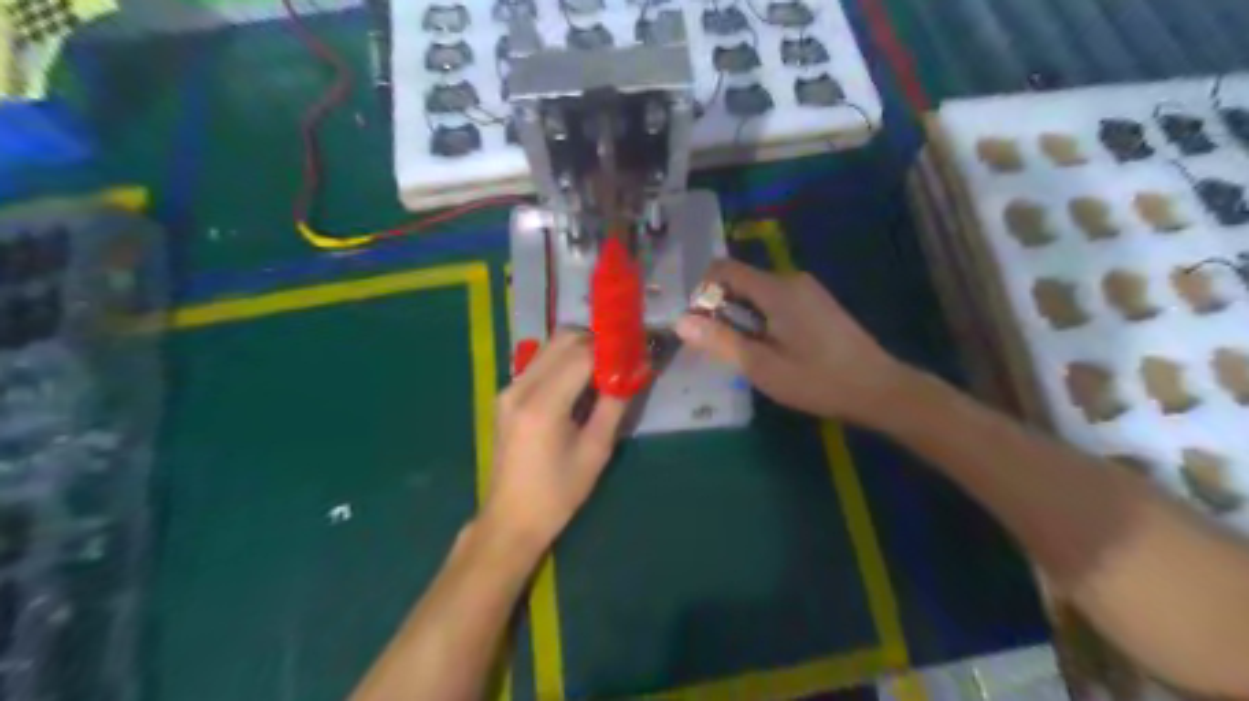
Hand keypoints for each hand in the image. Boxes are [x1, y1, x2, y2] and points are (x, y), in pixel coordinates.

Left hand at [481, 332, 630, 555]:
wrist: (511, 519)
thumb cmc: (558, 493)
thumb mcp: (596, 451)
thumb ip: (615, 404)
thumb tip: (637, 370)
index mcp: (542, 405)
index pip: (582, 353)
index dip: (612, 347)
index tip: (637, 350)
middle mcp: (520, 388)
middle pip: (563, 339)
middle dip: (597, 341)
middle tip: (623, 357)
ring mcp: (509, 389)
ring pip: (549, 347)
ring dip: (579, 348)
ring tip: (605, 368)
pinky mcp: (506, 396)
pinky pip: (539, 363)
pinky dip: (563, 361)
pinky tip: (580, 382)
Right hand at [678, 257, 913, 426]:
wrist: (879, 389)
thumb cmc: (817, 379)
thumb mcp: (761, 366)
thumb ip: (720, 341)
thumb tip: (681, 321)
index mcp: (776, 289)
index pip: (724, 269)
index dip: (703, 291)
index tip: (700, 324)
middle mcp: (791, 280)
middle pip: (741, 281)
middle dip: (722, 308)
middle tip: (723, 347)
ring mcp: (808, 291)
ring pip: (759, 293)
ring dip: (743, 317)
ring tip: (748, 354)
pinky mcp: (818, 304)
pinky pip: (777, 302)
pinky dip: (763, 319)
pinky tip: (773, 350)